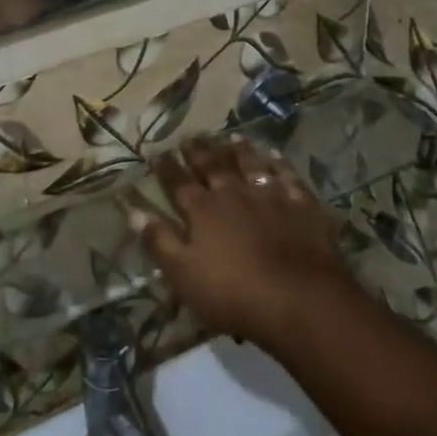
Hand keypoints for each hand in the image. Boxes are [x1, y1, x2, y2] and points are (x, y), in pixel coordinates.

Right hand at [130, 134, 363, 352]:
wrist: (301, 299)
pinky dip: (280, 164)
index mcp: (203, 211)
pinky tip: (275, 156)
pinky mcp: (302, 206)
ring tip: (230, 138)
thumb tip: (133, 211)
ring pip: (251, 165)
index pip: (178, 183)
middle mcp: (234, 194)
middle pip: (213, 166)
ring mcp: (271, 196)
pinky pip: (288, 177)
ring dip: (239, 151)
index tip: (157, 153)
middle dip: (199, 151)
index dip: (166, 168)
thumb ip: (159, 241)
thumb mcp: (184, 274)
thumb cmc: (235, 293)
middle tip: (190, 136)